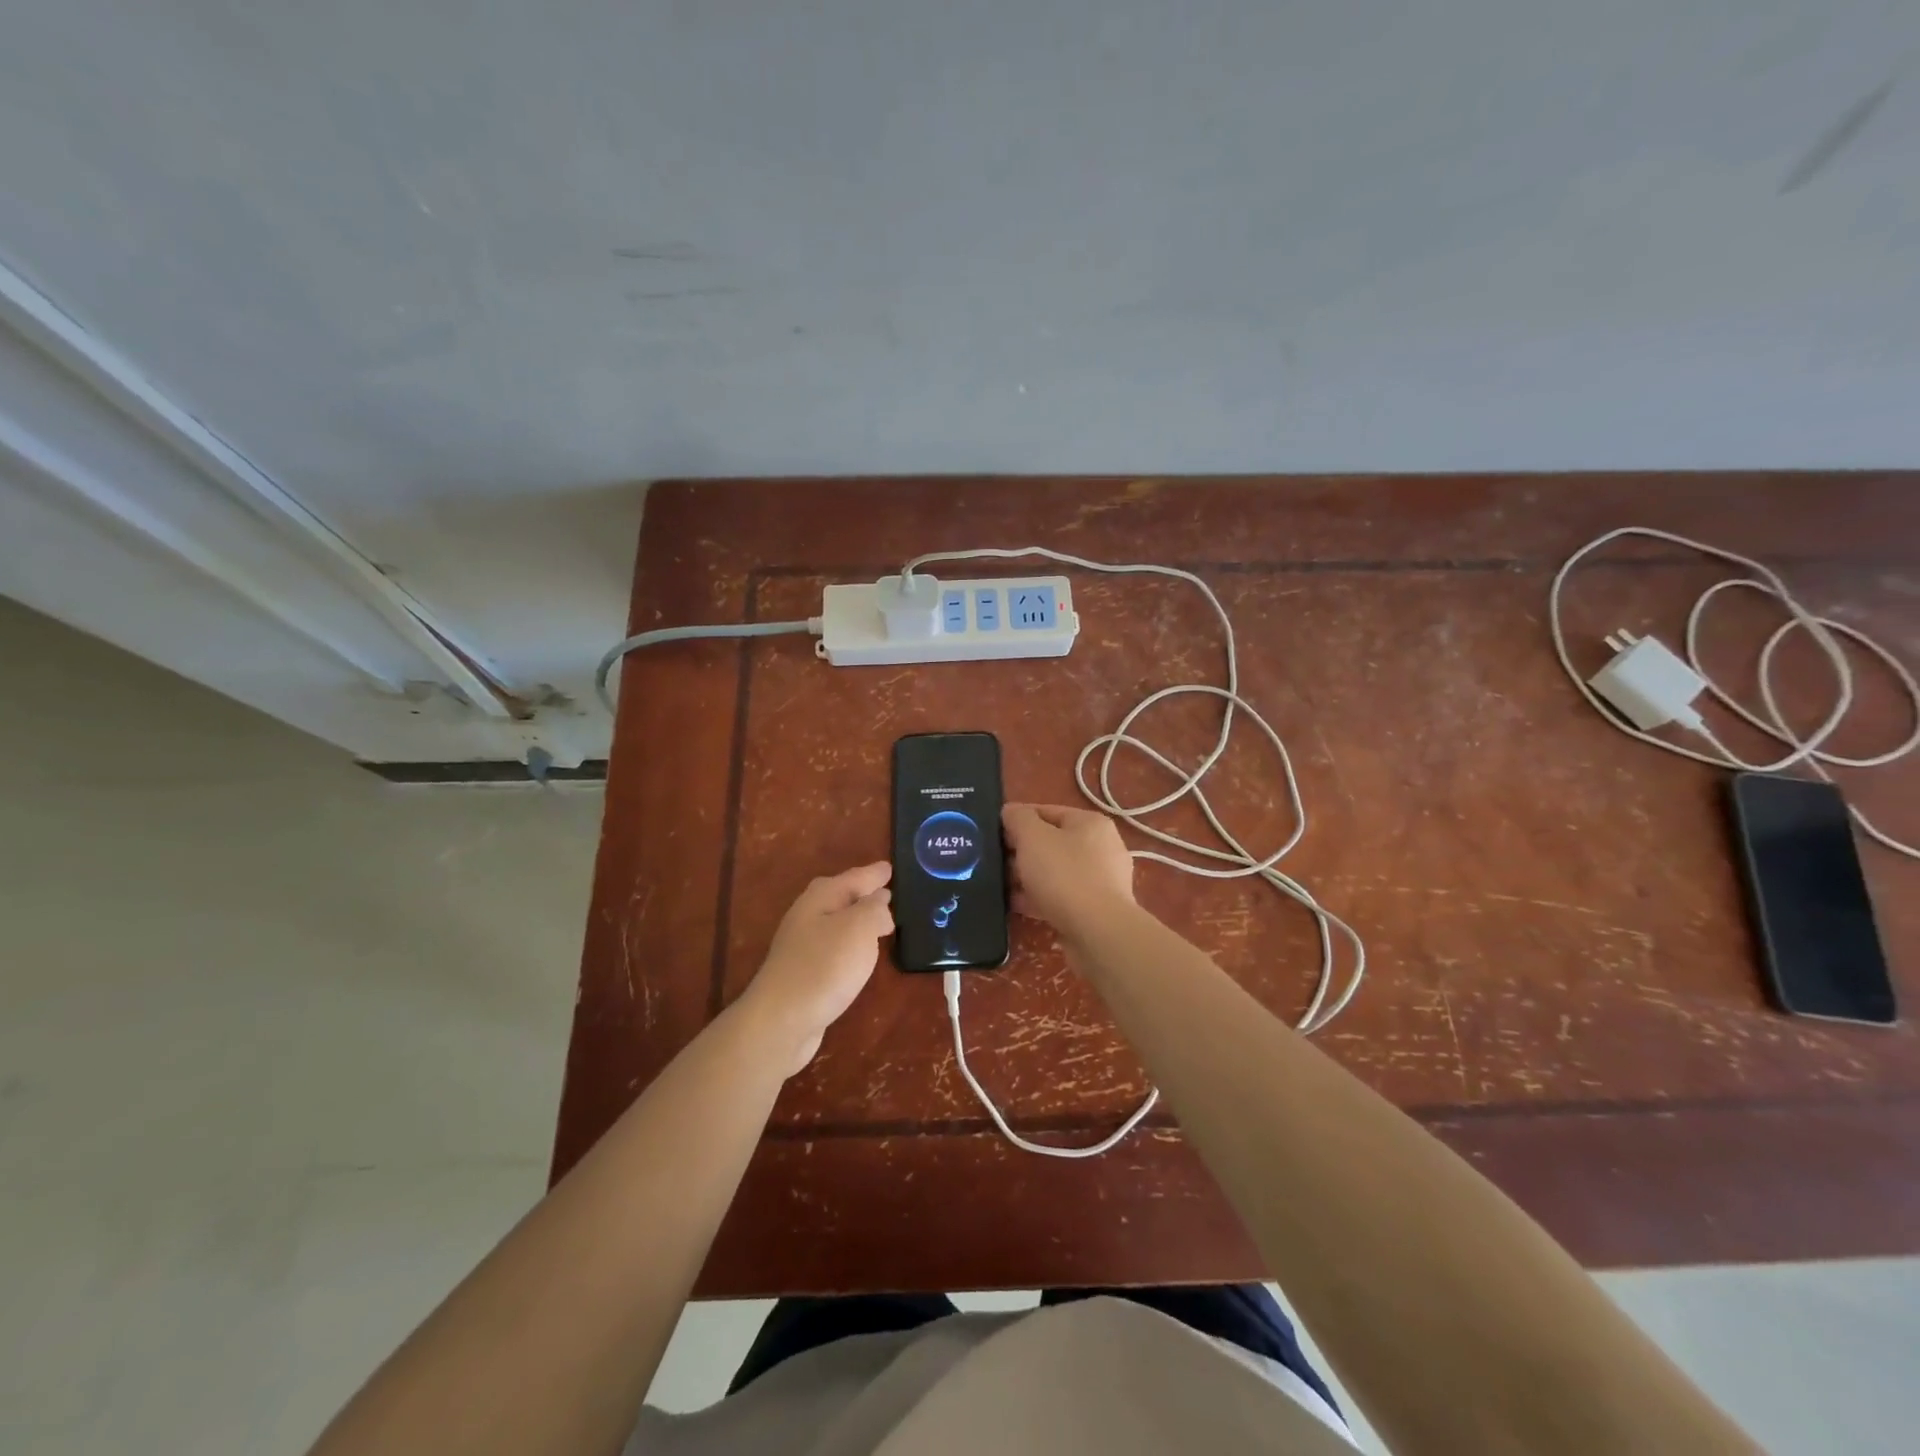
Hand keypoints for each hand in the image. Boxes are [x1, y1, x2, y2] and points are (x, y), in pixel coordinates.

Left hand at [741, 862, 892, 1075]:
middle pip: (839, 895)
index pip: (854, 877)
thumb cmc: (824, 966)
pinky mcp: (804, 972)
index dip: (874, 874)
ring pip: (836, 921)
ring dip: (857, 919)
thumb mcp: (859, 928)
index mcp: (821, 897)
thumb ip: (874, 909)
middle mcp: (808, 915)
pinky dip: (850, 944)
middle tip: (886, 890)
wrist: (781, 1021)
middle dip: (862, 892)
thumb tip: (880, 903)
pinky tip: (858, 955)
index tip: (890, 868)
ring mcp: (802, 945)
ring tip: (879, 922)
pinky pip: (834, 947)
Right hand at [1002, 803, 1135, 943]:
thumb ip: (1018, 819)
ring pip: (1055, 872)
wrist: (1097, 933)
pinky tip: (1016, 905)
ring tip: (1000, 886)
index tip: (993, 835)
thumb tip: (1010, 812)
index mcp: (1090, 823)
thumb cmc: (1064, 875)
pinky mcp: (1096, 909)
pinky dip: (1039, 898)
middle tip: (995, 862)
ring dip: (1028, 877)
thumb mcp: (1032, 837)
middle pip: (1051, 843)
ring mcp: (1101, 881)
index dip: (1017, 820)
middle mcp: (1101, 848)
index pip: (1046, 811)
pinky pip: (1061, 897)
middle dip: (1021, 852)